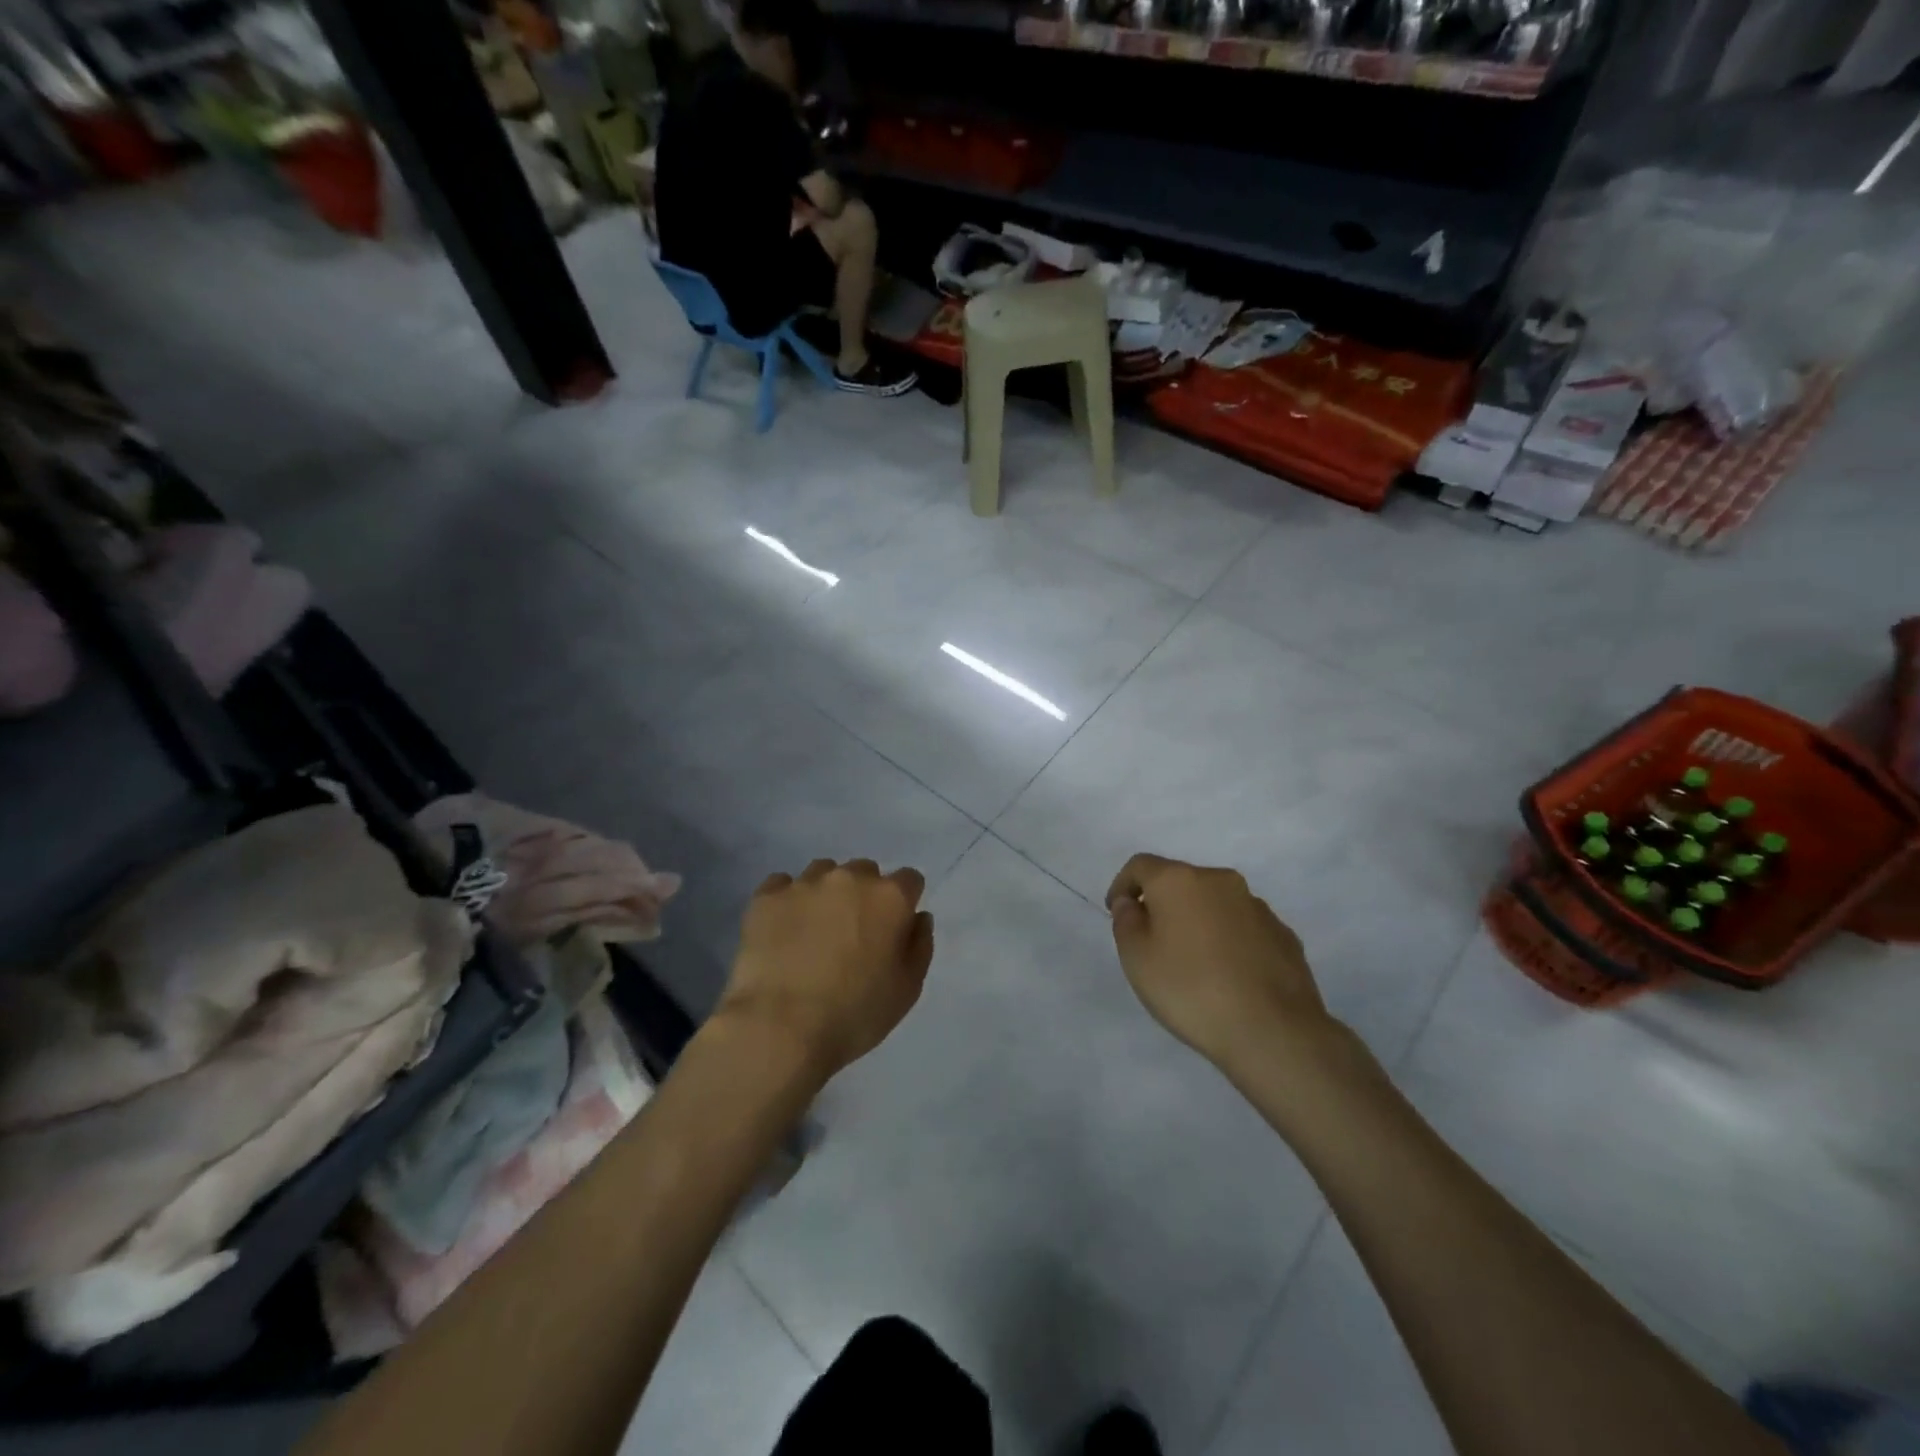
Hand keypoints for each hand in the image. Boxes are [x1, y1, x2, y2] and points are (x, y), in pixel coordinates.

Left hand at [719, 858, 934, 1080]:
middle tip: (852, 933)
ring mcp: (805, 883)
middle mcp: (850, 878)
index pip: (909, 880)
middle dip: (863, 895)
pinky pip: (782, 885)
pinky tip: (782, 931)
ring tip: (813, 930)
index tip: (893, 929)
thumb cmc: (854, 1015)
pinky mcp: (766, 896)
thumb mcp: (907, 989)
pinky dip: (786, 901)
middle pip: (865, 872)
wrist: (779, 1028)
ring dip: (825, 894)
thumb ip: (920, 945)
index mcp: (890, 897)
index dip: (904, 903)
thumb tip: (918, 917)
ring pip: (823, 872)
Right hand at [1106, 853, 1340, 1075]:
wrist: (1273, 1031)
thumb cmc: (1190, 989)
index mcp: (1179, 880)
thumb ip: (1126, 921)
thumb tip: (1132, 902)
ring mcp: (1257, 906)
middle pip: (1180, 882)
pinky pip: (1243, 928)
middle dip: (1163, 904)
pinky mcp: (1283, 934)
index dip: (1122, 885)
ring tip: (1194, 963)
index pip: (1140, 866)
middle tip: (1153, 942)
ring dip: (1199, 922)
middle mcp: (1220, 881)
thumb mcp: (1136, 958)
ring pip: (1215, 904)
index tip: (1116, 913)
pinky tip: (1228, 975)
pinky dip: (1229, 941)